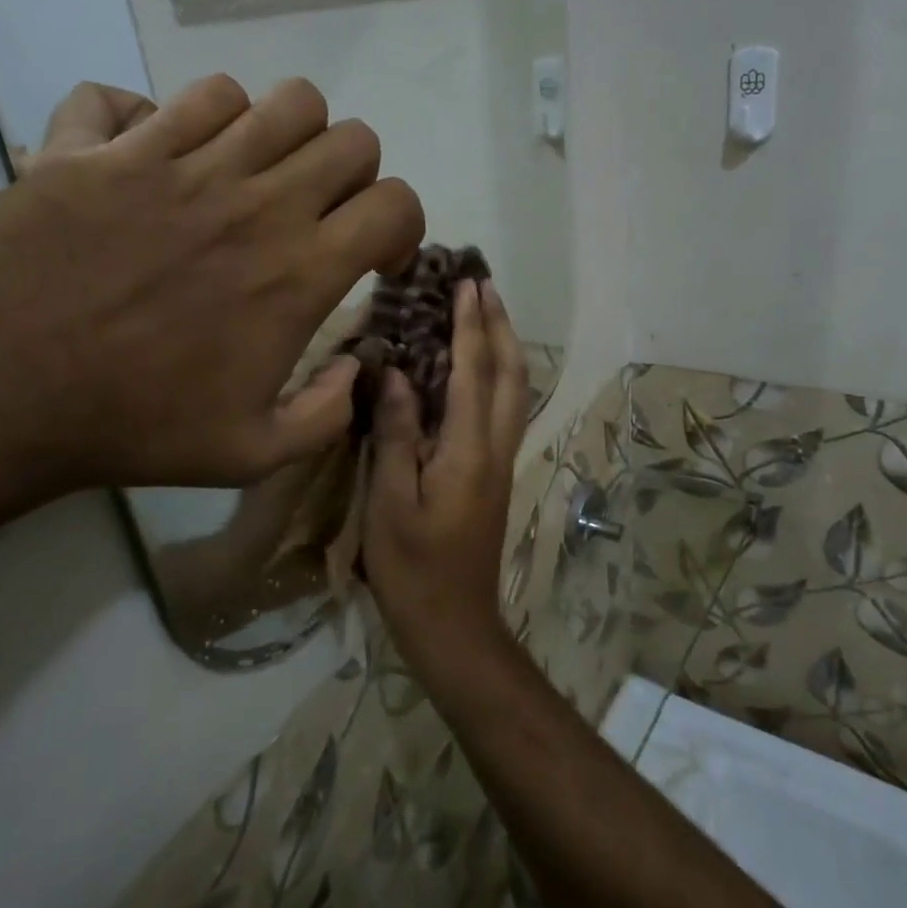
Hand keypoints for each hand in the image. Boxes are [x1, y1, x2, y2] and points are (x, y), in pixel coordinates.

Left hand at [0, 75, 423, 504]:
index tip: (374, 256)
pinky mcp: (98, 146)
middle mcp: (251, 200)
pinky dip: (169, 119)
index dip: (401, 225)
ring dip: (276, 136)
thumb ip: (327, 415)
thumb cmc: (132, 429)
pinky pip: (157, 94)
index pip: (395, 202)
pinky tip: (155, 160)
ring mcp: (171, 161)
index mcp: (297, 271)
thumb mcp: (252, 454)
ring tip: (246, 178)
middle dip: (350, 174)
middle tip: (317, 214)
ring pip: (269, 99)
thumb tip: (357, 370)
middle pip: (347, 135)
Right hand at [364, 280, 527, 669]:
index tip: (466, 284)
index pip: (475, 373)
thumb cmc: (412, 567)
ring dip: (506, 346)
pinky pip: (505, 410)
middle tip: (483, 285)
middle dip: (500, 325)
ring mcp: (501, 463)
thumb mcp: (391, 501)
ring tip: (487, 313)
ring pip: (515, 391)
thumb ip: (397, 434)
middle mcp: (495, 449)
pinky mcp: (495, 475)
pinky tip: (482, 369)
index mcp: (469, 451)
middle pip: (511, 375)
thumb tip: (398, 375)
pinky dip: (499, 375)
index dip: (471, 327)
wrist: (453, 623)